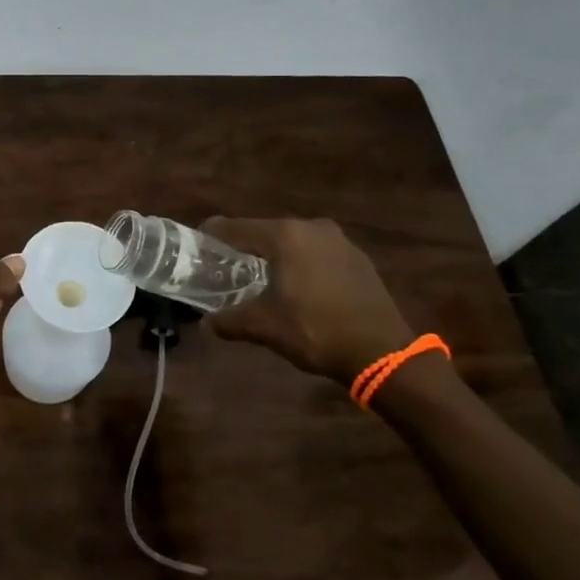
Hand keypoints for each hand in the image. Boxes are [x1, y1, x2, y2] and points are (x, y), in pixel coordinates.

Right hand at [202, 217, 413, 386]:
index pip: (235, 227)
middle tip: (227, 266)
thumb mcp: (265, 327)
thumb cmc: (316, 331)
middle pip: (265, 231)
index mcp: (285, 236)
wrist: (382, 351)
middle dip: (245, 247)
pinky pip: (317, 253)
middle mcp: (311, 227)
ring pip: (294, 242)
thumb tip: (207, 324)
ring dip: (276, 256)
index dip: (213, 235)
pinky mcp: (357, 257)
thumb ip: (230, 321)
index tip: (197, 243)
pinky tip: (299, 287)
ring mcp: (339, 240)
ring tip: (261, 277)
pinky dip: (302, 263)